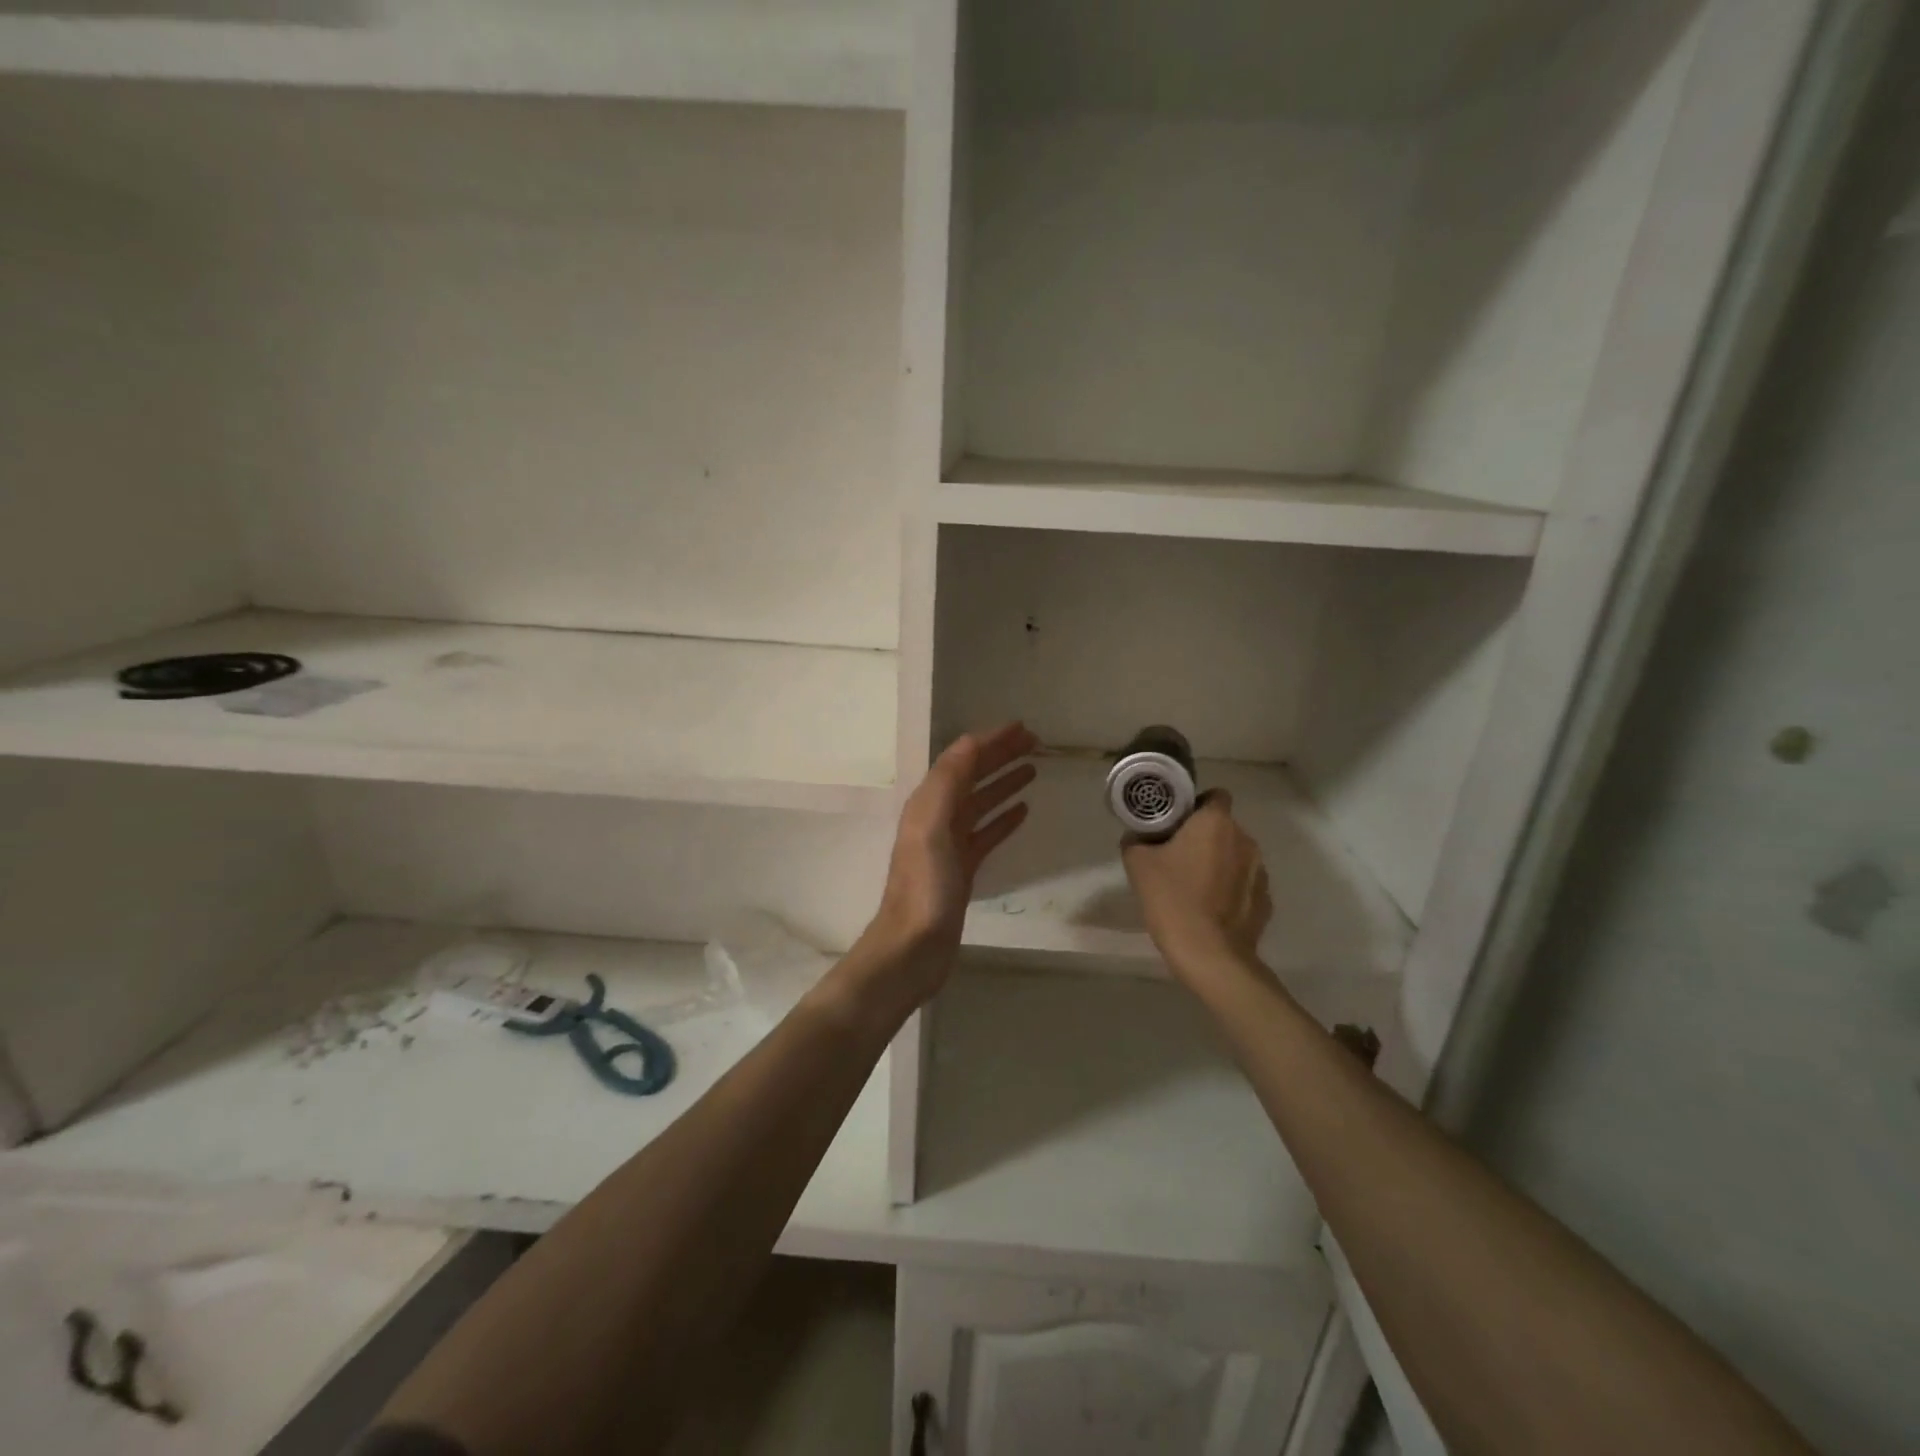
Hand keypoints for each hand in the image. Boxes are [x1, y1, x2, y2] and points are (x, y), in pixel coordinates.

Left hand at [859, 723, 1038, 1005]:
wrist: (913, 947)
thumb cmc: (924, 887)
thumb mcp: (931, 826)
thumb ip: (948, 782)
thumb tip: (971, 741)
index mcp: (928, 803)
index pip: (961, 760)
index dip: (990, 741)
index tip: (1022, 728)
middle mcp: (937, 817)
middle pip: (972, 777)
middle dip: (1000, 756)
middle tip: (1035, 743)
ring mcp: (950, 844)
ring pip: (981, 802)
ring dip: (1004, 782)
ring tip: (1033, 769)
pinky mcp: (963, 869)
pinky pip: (986, 833)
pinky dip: (1003, 818)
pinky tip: (1023, 810)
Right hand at [1122, 790, 1270, 977]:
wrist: (1209, 955)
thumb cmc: (1172, 899)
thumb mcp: (1137, 864)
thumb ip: (1136, 841)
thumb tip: (1138, 837)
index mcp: (1216, 823)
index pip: (1215, 795)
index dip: (1196, 804)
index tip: (1176, 822)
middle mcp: (1245, 840)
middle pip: (1224, 827)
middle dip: (1204, 836)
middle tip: (1178, 856)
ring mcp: (1260, 872)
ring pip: (1236, 855)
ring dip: (1219, 862)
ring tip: (1195, 886)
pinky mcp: (1265, 900)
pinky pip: (1244, 884)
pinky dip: (1230, 889)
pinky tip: (1211, 908)